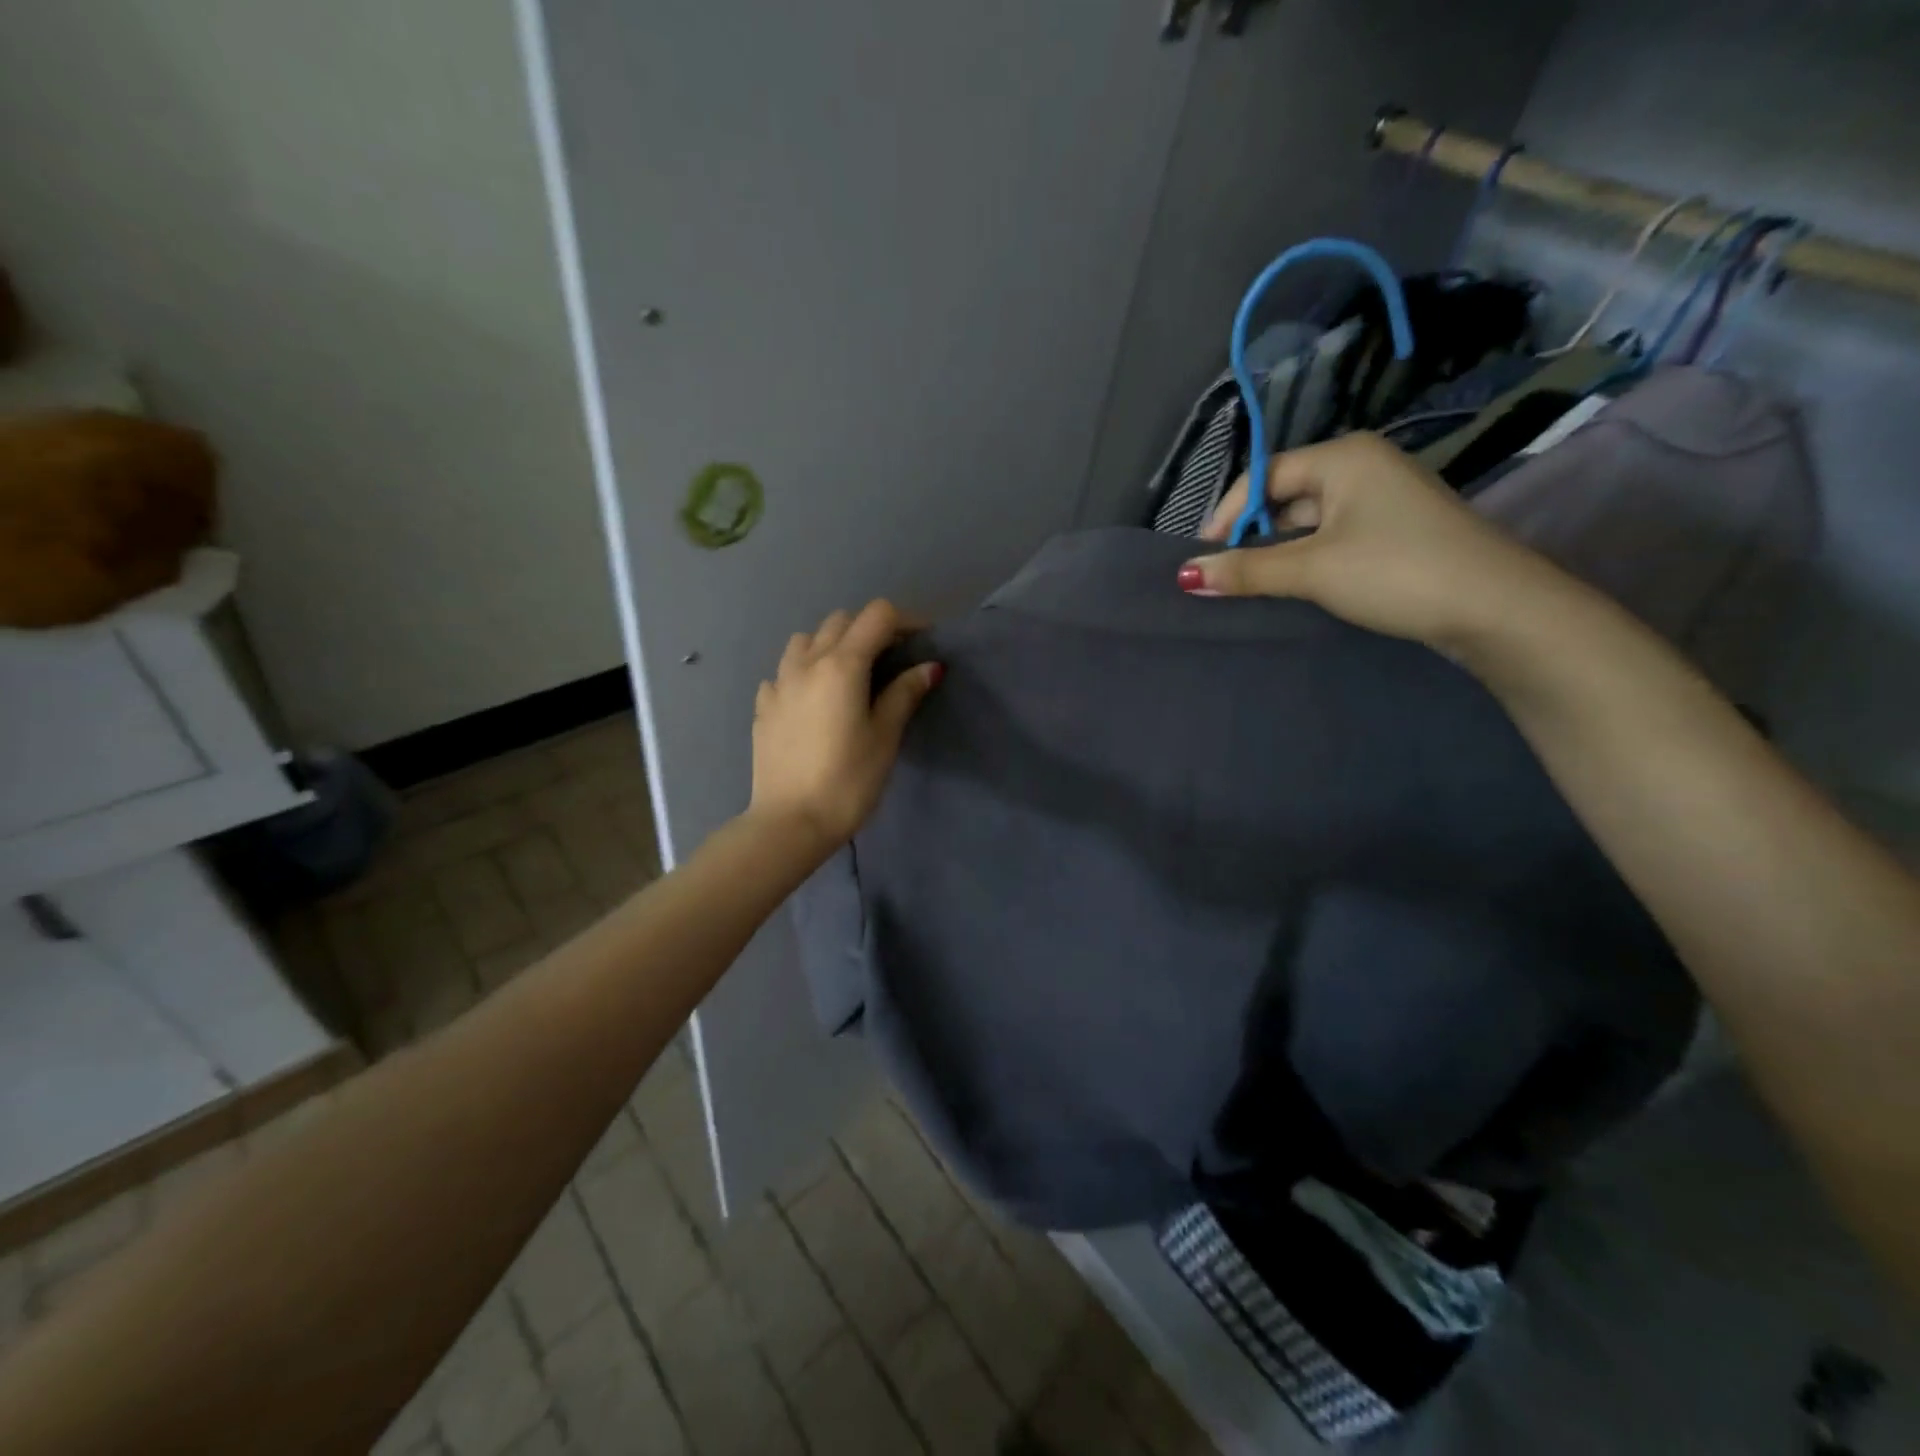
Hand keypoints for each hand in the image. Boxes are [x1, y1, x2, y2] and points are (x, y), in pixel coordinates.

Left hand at [748, 599, 940, 852]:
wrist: (790, 822)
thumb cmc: (848, 781)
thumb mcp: (885, 737)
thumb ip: (904, 694)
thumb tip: (929, 666)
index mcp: (842, 665)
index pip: (877, 616)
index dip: (906, 621)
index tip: (923, 642)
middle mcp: (806, 663)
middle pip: (841, 621)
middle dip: (870, 629)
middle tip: (891, 660)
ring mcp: (779, 684)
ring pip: (805, 641)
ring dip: (831, 644)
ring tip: (848, 674)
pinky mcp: (763, 707)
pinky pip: (783, 673)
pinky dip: (803, 673)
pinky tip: (812, 700)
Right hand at [1182, 433, 1566, 649]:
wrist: (1495, 607)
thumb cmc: (1395, 571)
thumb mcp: (1312, 570)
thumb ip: (1246, 569)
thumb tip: (1185, 575)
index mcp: (1343, 457)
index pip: (1263, 476)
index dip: (1227, 516)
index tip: (1205, 560)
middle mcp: (1363, 467)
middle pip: (1285, 495)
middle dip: (1253, 536)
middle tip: (1228, 577)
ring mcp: (1384, 499)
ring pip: (1309, 521)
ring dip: (1280, 552)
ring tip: (1255, 587)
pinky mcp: (1396, 531)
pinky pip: (1334, 537)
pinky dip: (1309, 559)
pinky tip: (1298, 587)